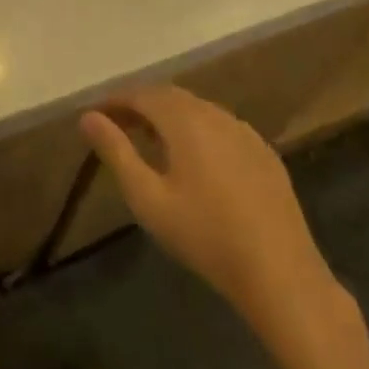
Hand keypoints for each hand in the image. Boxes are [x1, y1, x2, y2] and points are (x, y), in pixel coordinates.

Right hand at [81, 86, 339, 337]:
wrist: (281, 274)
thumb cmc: (205, 235)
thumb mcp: (148, 198)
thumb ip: (115, 152)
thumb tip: (87, 117)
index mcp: (185, 120)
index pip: (141, 94)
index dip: (115, 101)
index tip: (94, 115)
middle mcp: (215, 114)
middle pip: (170, 96)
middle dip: (140, 105)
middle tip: (117, 125)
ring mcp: (244, 132)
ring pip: (197, 109)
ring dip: (169, 116)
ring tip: (150, 141)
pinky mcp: (263, 153)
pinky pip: (221, 127)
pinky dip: (197, 130)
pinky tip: (194, 159)